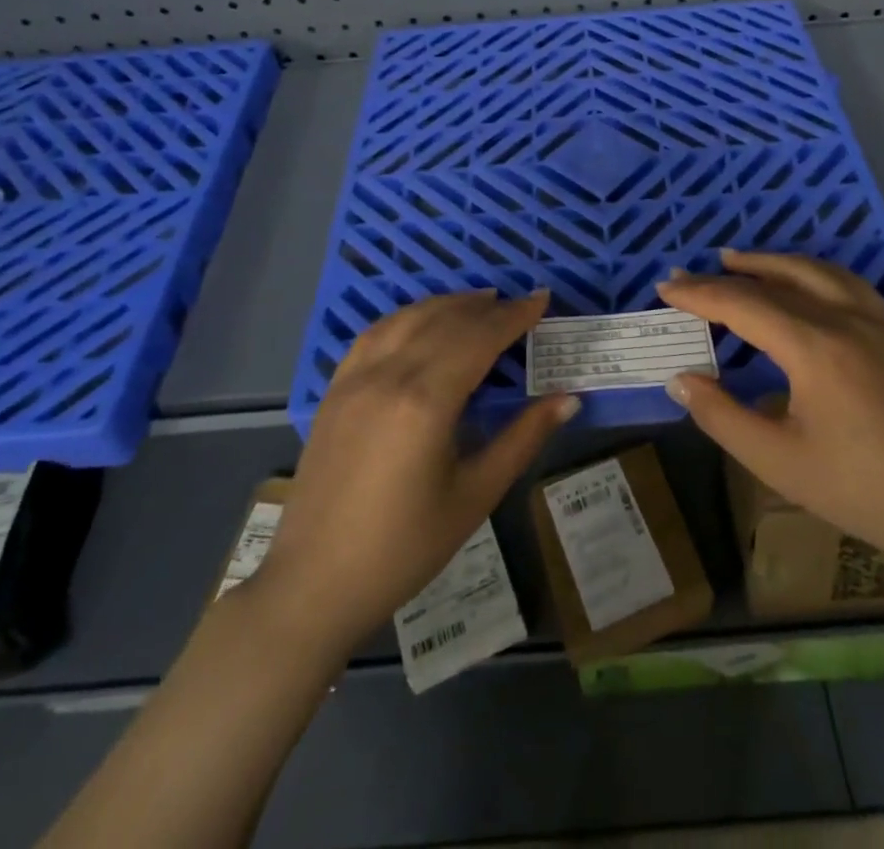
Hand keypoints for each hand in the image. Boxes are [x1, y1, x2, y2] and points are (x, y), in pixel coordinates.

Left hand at [247, 290, 577, 651]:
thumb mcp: (475, 495)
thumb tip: (568, 399)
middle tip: (519, 304)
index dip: (514, 316)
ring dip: (447, 304)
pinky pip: (375, 333)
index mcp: (427, 400)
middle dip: (487, 307)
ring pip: (408, 318)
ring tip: (479, 303)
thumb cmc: (405, 547)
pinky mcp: (334, 389)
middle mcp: (389, 374)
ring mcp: (355, 378)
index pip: (480, 337)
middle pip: (446, 320)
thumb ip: (523, 438)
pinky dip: (407, 317)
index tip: (542, 299)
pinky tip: (421, 322)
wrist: (315, 584)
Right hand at [656, 251, 883, 569]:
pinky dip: (812, 271)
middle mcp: (845, 319)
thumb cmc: (860, 489)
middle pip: (775, 281)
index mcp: (814, 347)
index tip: (665, 289)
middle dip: (726, 276)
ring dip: (771, 262)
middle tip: (689, 275)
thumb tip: (680, 378)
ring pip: (816, 270)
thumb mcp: (777, 461)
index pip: (743, 304)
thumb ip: (721, 416)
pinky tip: (803, 281)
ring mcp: (877, 320)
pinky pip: (847, 282)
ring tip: (738, 260)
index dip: (700, 295)